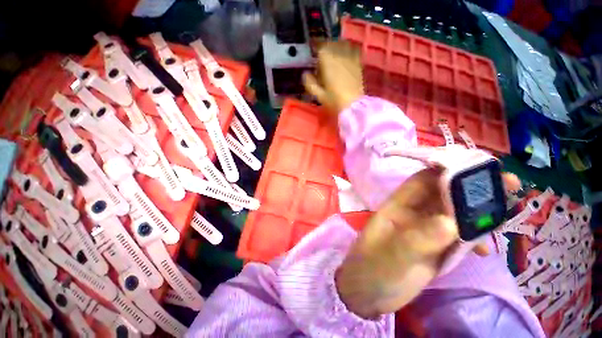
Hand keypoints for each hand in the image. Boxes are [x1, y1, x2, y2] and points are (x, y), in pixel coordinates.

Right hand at [303, 41, 363, 114]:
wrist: (355, 105)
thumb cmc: (334, 100)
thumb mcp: (318, 94)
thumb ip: (309, 82)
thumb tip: (305, 73)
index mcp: (327, 61)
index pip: (321, 47)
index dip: (316, 45)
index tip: (313, 47)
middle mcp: (339, 56)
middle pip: (332, 44)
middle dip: (326, 44)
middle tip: (322, 47)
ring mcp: (350, 60)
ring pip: (344, 45)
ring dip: (338, 44)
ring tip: (334, 47)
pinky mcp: (359, 65)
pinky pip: (355, 52)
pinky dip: (350, 49)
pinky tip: (347, 52)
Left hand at [336, 167, 520, 318]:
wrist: (366, 302)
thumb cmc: (371, 274)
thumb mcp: (392, 256)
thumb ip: (418, 239)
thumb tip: (452, 223)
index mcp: (406, 203)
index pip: (434, 176)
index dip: (458, 169)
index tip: (484, 167)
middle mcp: (422, 212)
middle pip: (455, 193)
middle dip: (480, 188)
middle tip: (509, 183)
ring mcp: (433, 232)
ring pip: (462, 215)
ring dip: (483, 214)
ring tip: (506, 212)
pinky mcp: (439, 250)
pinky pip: (462, 240)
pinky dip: (474, 242)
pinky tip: (485, 250)